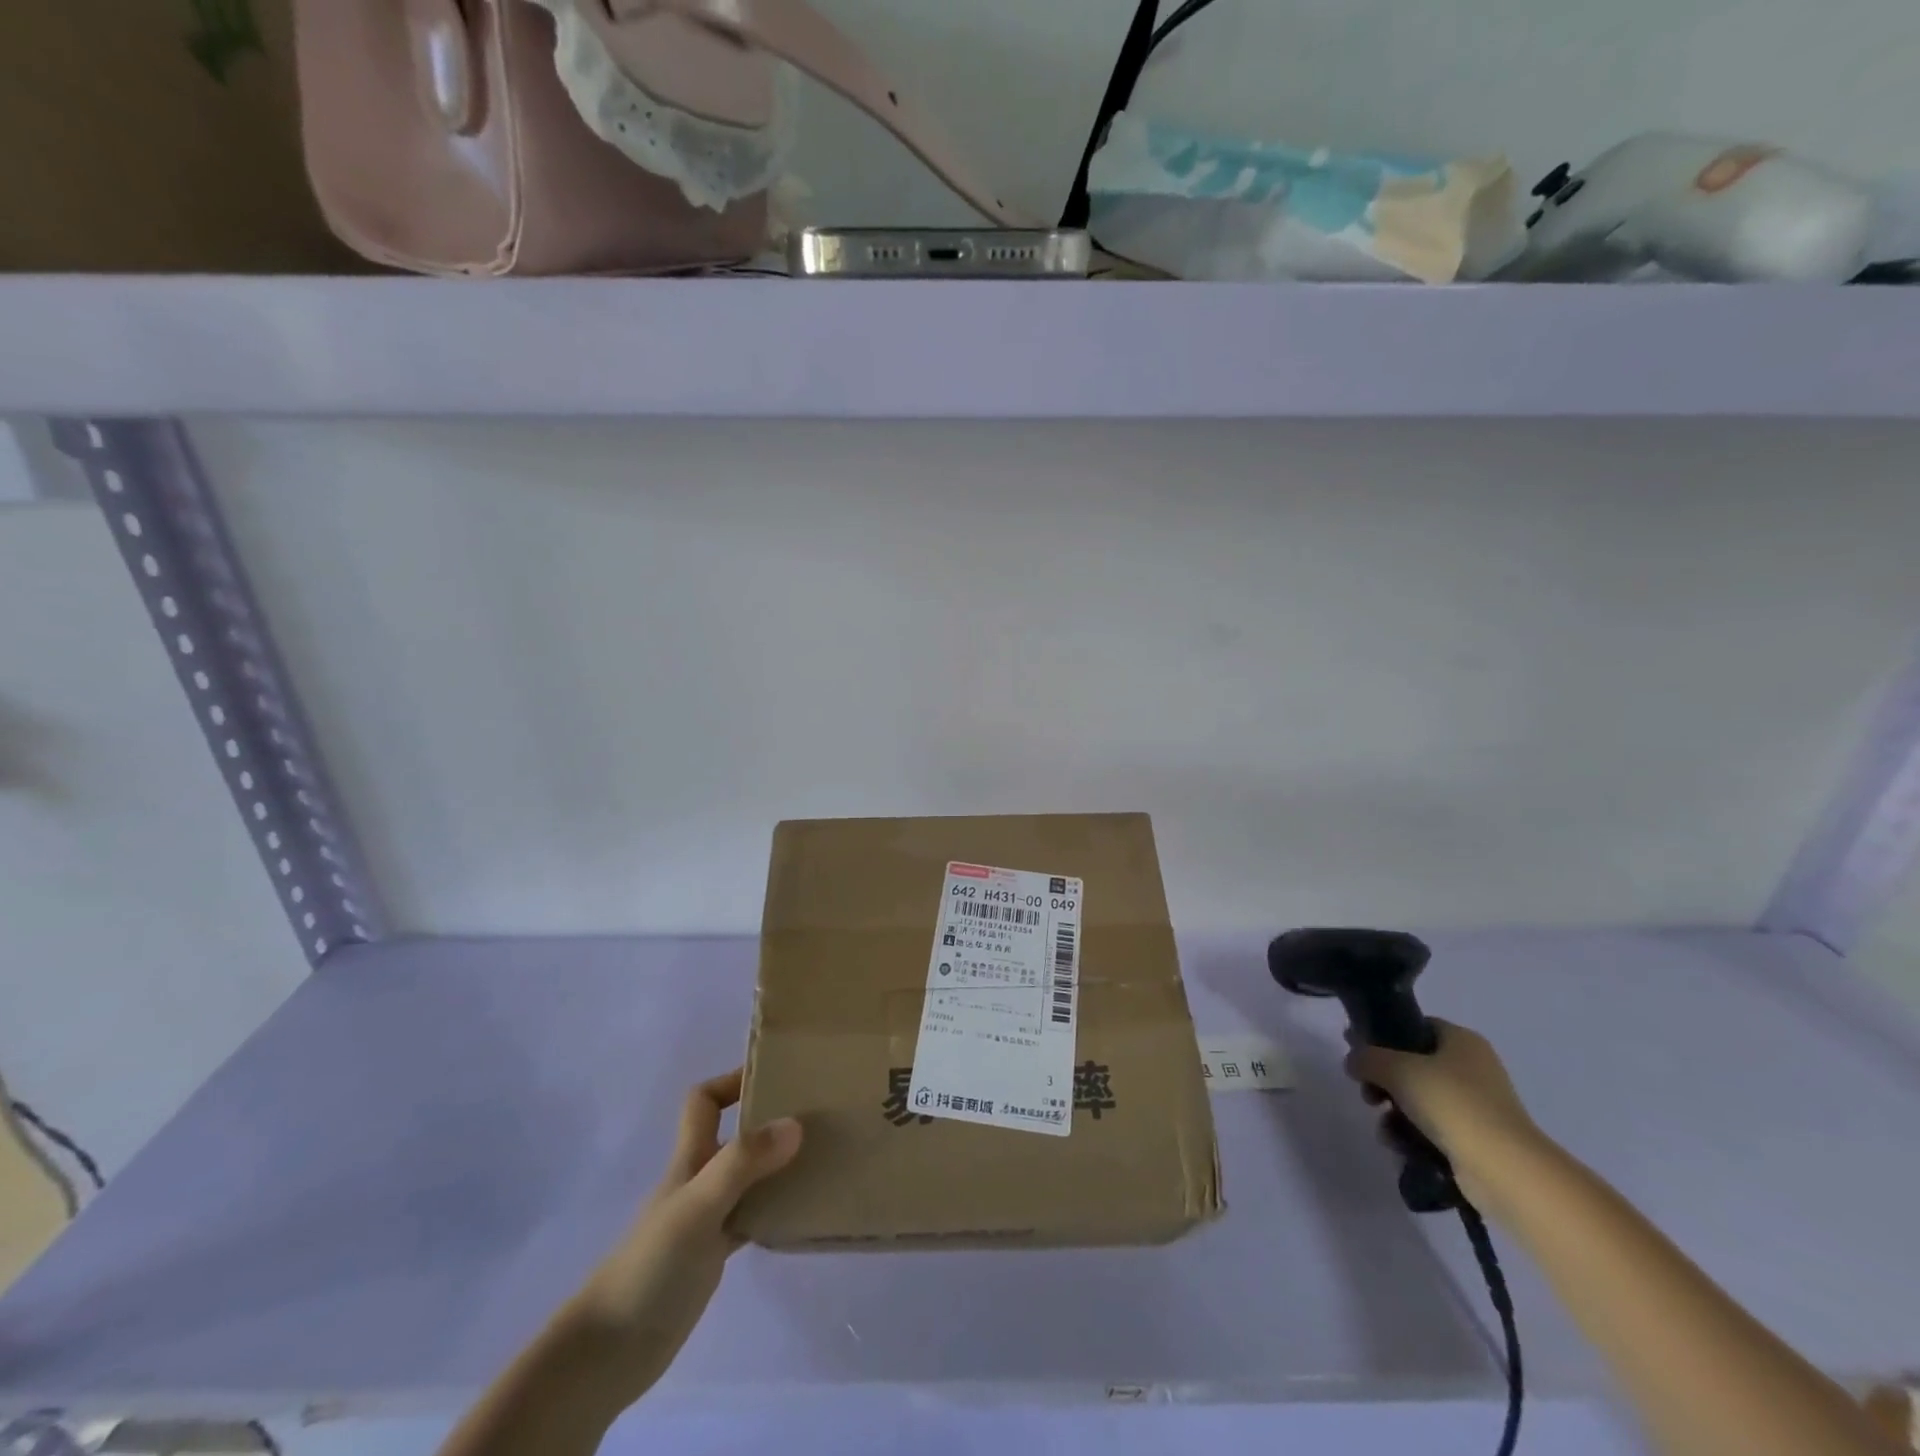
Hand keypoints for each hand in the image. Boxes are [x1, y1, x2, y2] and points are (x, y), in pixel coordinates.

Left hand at [564, 1069, 801, 1406]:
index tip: (776, 1076)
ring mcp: (706, 1218)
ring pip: (748, 1177)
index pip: (704, 1101)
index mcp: (689, 1158)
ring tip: (822, 1159)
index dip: (733, 1081)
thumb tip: (795, 1124)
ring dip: (779, 1166)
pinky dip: (775, 1211)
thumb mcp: (698, 1205)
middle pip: (734, 1135)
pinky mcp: (712, 1256)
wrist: (610, 1351)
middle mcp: (699, 1180)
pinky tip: (801, 1214)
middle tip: (816, 1116)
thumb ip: (743, 1163)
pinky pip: (752, 1219)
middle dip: (770, 1120)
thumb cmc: (651, 1266)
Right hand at [1344, 1020, 1547, 1213]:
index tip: (1358, 1051)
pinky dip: (1411, 1135)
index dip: (1383, 1036)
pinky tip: (1399, 1146)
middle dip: (1384, 1081)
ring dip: (1394, 1112)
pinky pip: (1432, 1128)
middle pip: (1412, 1065)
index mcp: (1462, 1040)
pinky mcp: (1475, 1139)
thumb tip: (1352, 1060)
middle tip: (1368, 1094)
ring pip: (1418, 1099)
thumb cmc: (1452, 1103)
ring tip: (1384, 1128)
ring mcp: (1476, 1105)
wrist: (1504, 1169)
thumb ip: (1367, 1058)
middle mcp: (1472, 1068)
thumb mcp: (1397, 1069)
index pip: (1415, 1026)